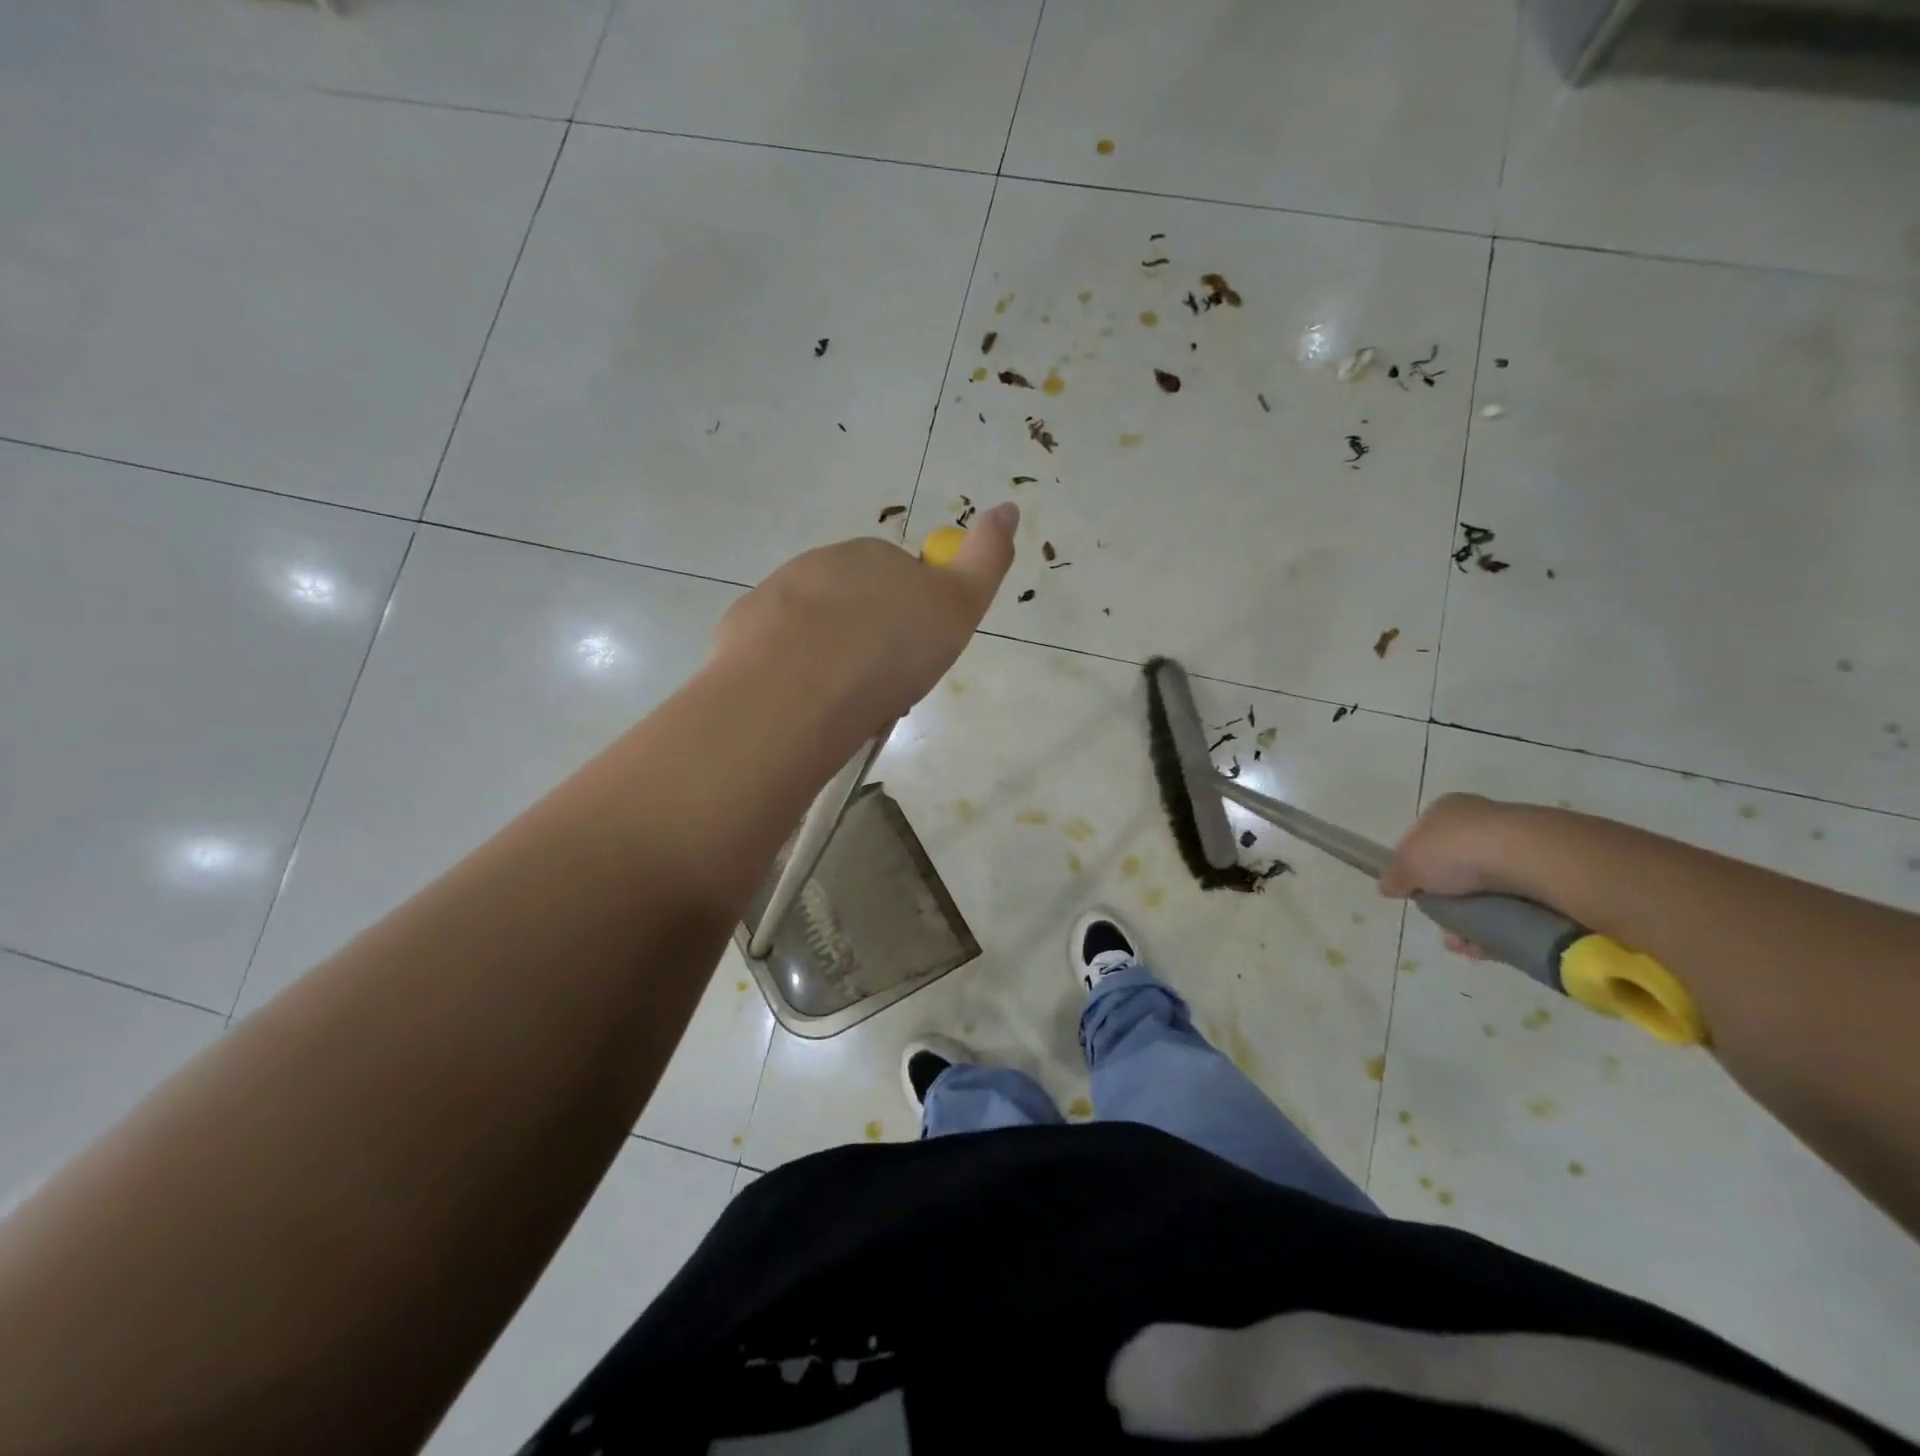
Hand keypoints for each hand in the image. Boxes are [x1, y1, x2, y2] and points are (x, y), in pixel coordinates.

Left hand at [710, 503, 1017, 737]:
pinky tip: (803, 703)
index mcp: (875, 556)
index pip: (902, 578)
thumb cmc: (890, 649)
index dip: (913, 618)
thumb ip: (986, 559)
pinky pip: (775, 648)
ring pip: (813, 625)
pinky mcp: (743, 630)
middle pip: (855, 601)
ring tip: (844, 703)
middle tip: (882, 686)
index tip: (916, 656)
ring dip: (829, 656)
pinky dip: (791, 671)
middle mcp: (823, 564)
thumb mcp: (958, 607)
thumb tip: (1009, 508)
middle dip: (869, 636)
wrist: (802, 687)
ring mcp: (777, 594)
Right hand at [1378, 793, 1534, 959]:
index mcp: (1447, 810)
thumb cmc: (1457, 851)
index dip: (1413, 866)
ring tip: (1465, 943)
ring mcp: (1517, 846)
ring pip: (1485, 891)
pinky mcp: (1547, 873)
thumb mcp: (1410, 864)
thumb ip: (1395, 876)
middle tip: (1442, 924)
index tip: (1412, 892)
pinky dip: (1500, 927)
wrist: (1530, 857)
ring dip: (1471, 921)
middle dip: (1446, 902)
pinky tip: (1488, 944)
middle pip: (1454, 869)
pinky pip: (1514, 905)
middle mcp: (1482, 822)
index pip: (1423, 838)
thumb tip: (1386, 886)